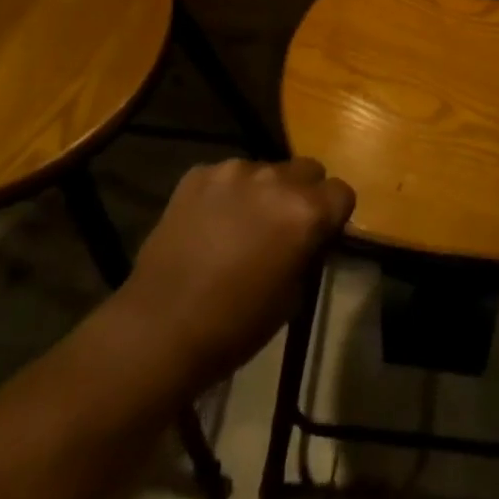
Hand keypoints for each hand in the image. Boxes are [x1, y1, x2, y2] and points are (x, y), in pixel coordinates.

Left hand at [115, 158, 353, 391]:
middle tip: (281, 227)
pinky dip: (225, 194)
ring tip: (238, 227)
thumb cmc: (234, 326)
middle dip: (302, 193)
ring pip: (265, 170)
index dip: (334, 215)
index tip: (319, 235)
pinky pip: (225, 176)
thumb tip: (312, 237)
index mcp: (306, 211)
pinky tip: (207, 225)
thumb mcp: (292, 298)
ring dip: (262, 192)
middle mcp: (276, 178)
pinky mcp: (199, 173)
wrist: (157, 328)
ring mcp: (234, 170)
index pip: (342, 192)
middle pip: (307, 169)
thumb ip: (309, 253)